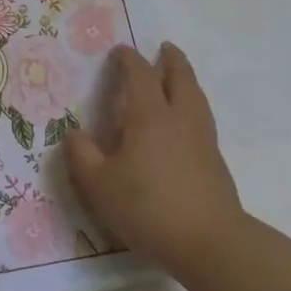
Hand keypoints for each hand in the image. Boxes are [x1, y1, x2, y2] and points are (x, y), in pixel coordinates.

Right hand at [63, 43, 248, 275]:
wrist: (209, 241)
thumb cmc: (148, 207)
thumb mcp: (99, 184)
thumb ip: (82, 155)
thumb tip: (75, 134)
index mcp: (150, 115)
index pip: (140, 75)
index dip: (128, 59)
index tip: (119, 51)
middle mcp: (180, 117)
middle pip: (180, 76)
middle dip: (170, 59)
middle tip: (164, 48)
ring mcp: (202, 138)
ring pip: (196, 96)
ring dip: (185, 79)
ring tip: (177, 77)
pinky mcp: (215, 160)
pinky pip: (202, 117)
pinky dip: (192, 104)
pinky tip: (184, 121)